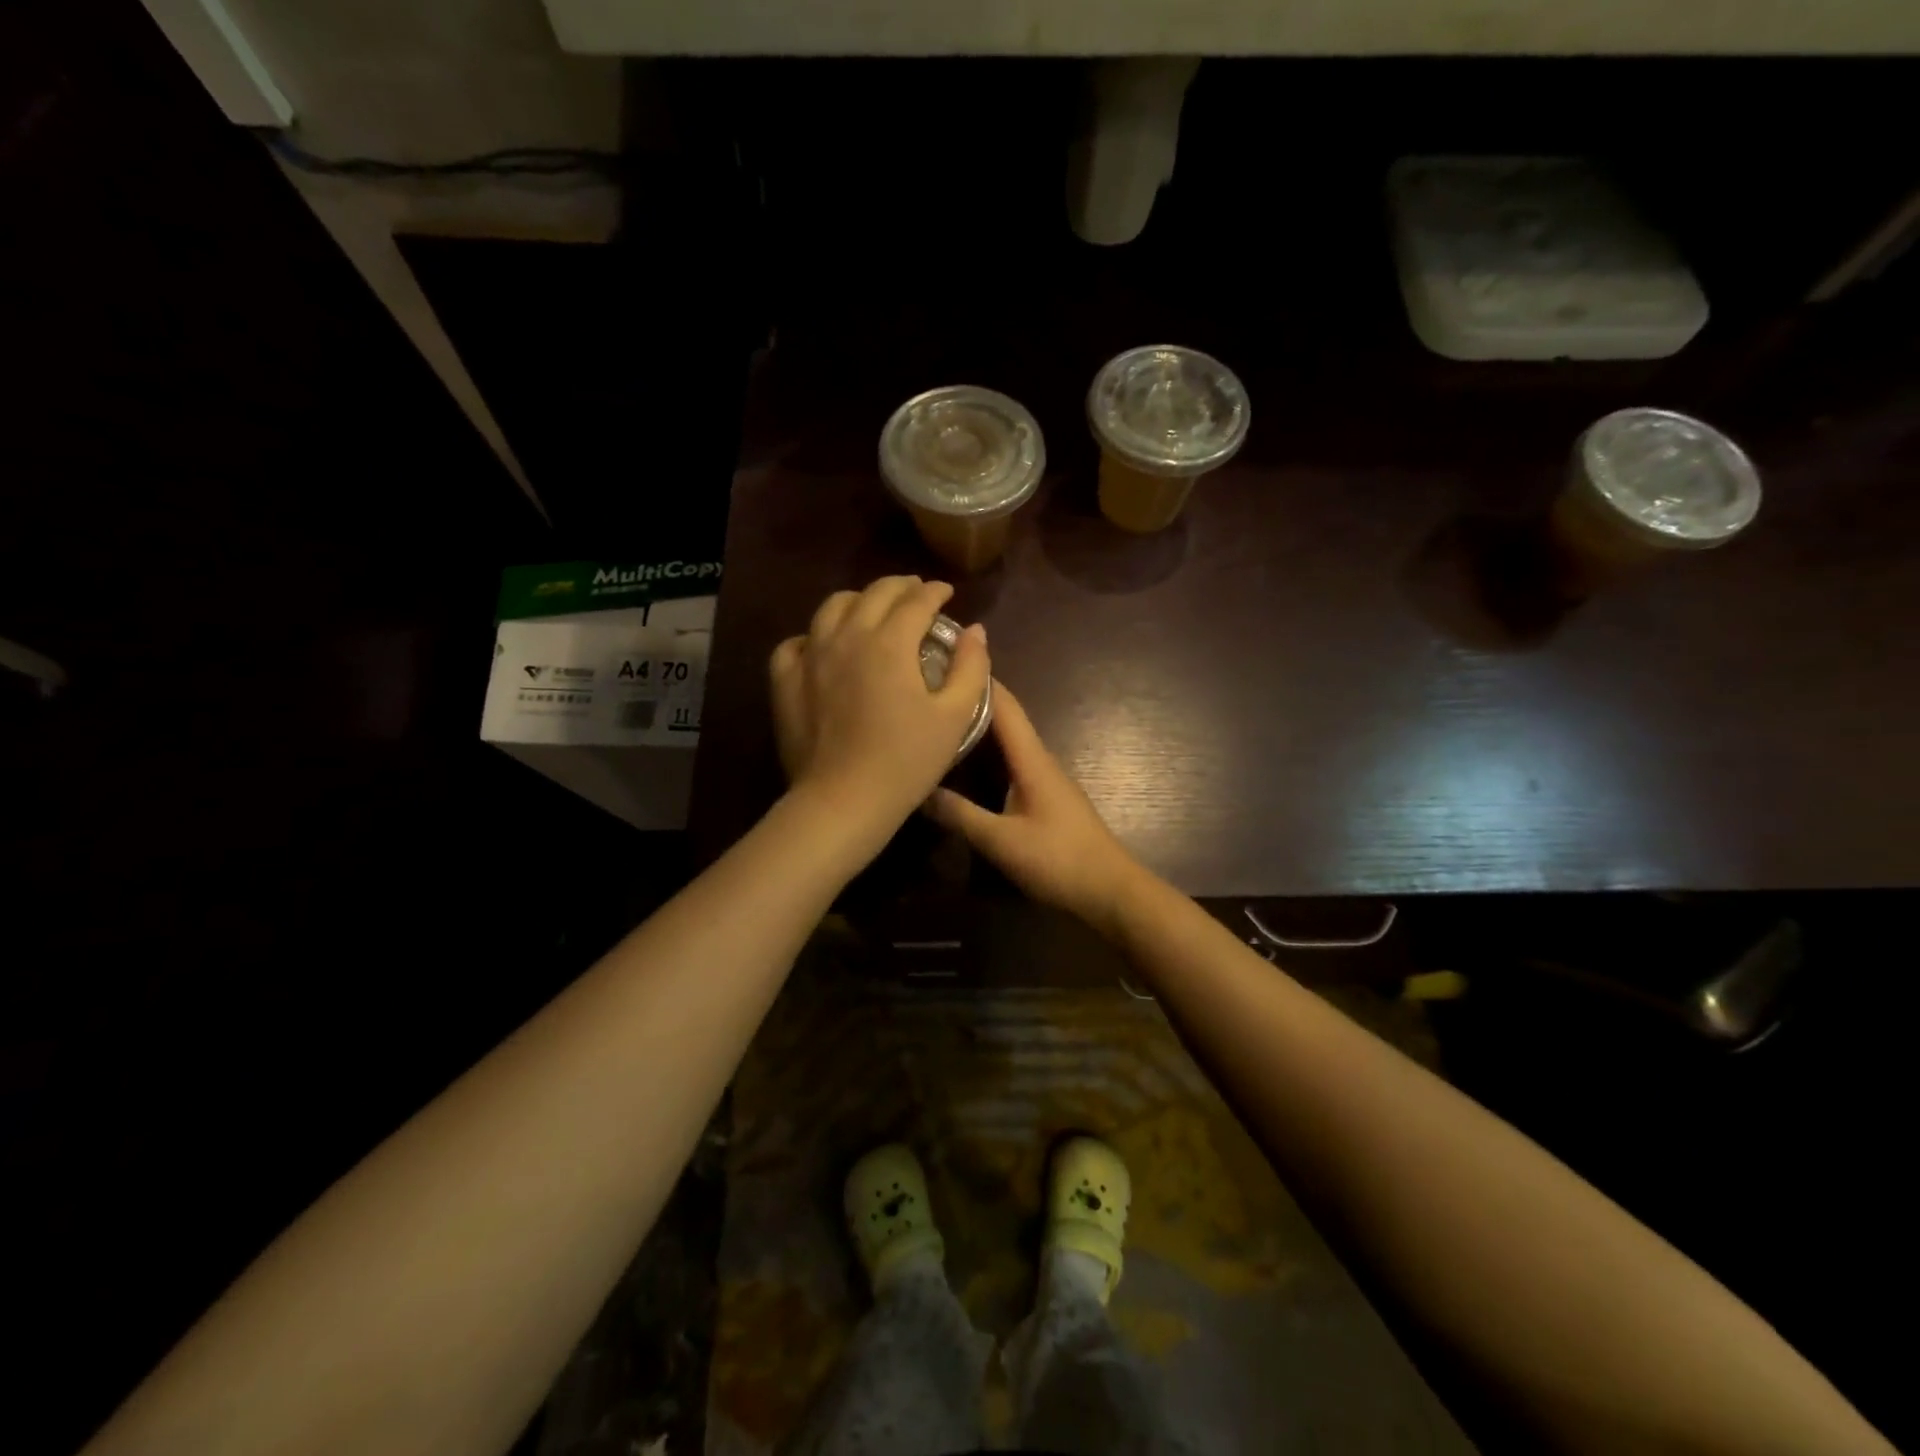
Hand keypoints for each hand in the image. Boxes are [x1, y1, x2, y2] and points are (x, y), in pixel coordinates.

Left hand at [769, 576, 989, 845]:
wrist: (844, 800)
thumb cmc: (907, 761)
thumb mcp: (955, 716)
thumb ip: (970, 667)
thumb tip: (974, 630)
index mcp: (890, 642)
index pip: (917, 600)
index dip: (935, 592)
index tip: (946, 592)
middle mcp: (847, 636)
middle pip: (874, 593)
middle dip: (900, 587)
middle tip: (916, 593)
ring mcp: (811, 656)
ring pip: (832, 607)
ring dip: (858, 600)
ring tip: (872, 610)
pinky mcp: (786, 680)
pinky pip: (797, 643)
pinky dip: (815, 635)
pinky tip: (824, 646)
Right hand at [925, 682, 1145, 937]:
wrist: (1110, 890)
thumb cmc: (1058, 860)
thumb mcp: (1001, 841)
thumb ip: (960, 815)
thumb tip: (919, 790)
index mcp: (1032, 759)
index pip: (1005, 705)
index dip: (979, 679)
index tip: (946, 658)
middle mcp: (1040, 760)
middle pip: (1006, 718)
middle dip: (972, 700)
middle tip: (932, 691)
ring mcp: (1046, 778)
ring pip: (1009, 741)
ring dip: (980, 726)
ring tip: (941, 721)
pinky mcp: (1046, 797)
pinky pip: (1013, 762)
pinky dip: (989, 753)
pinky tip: (967, 764)